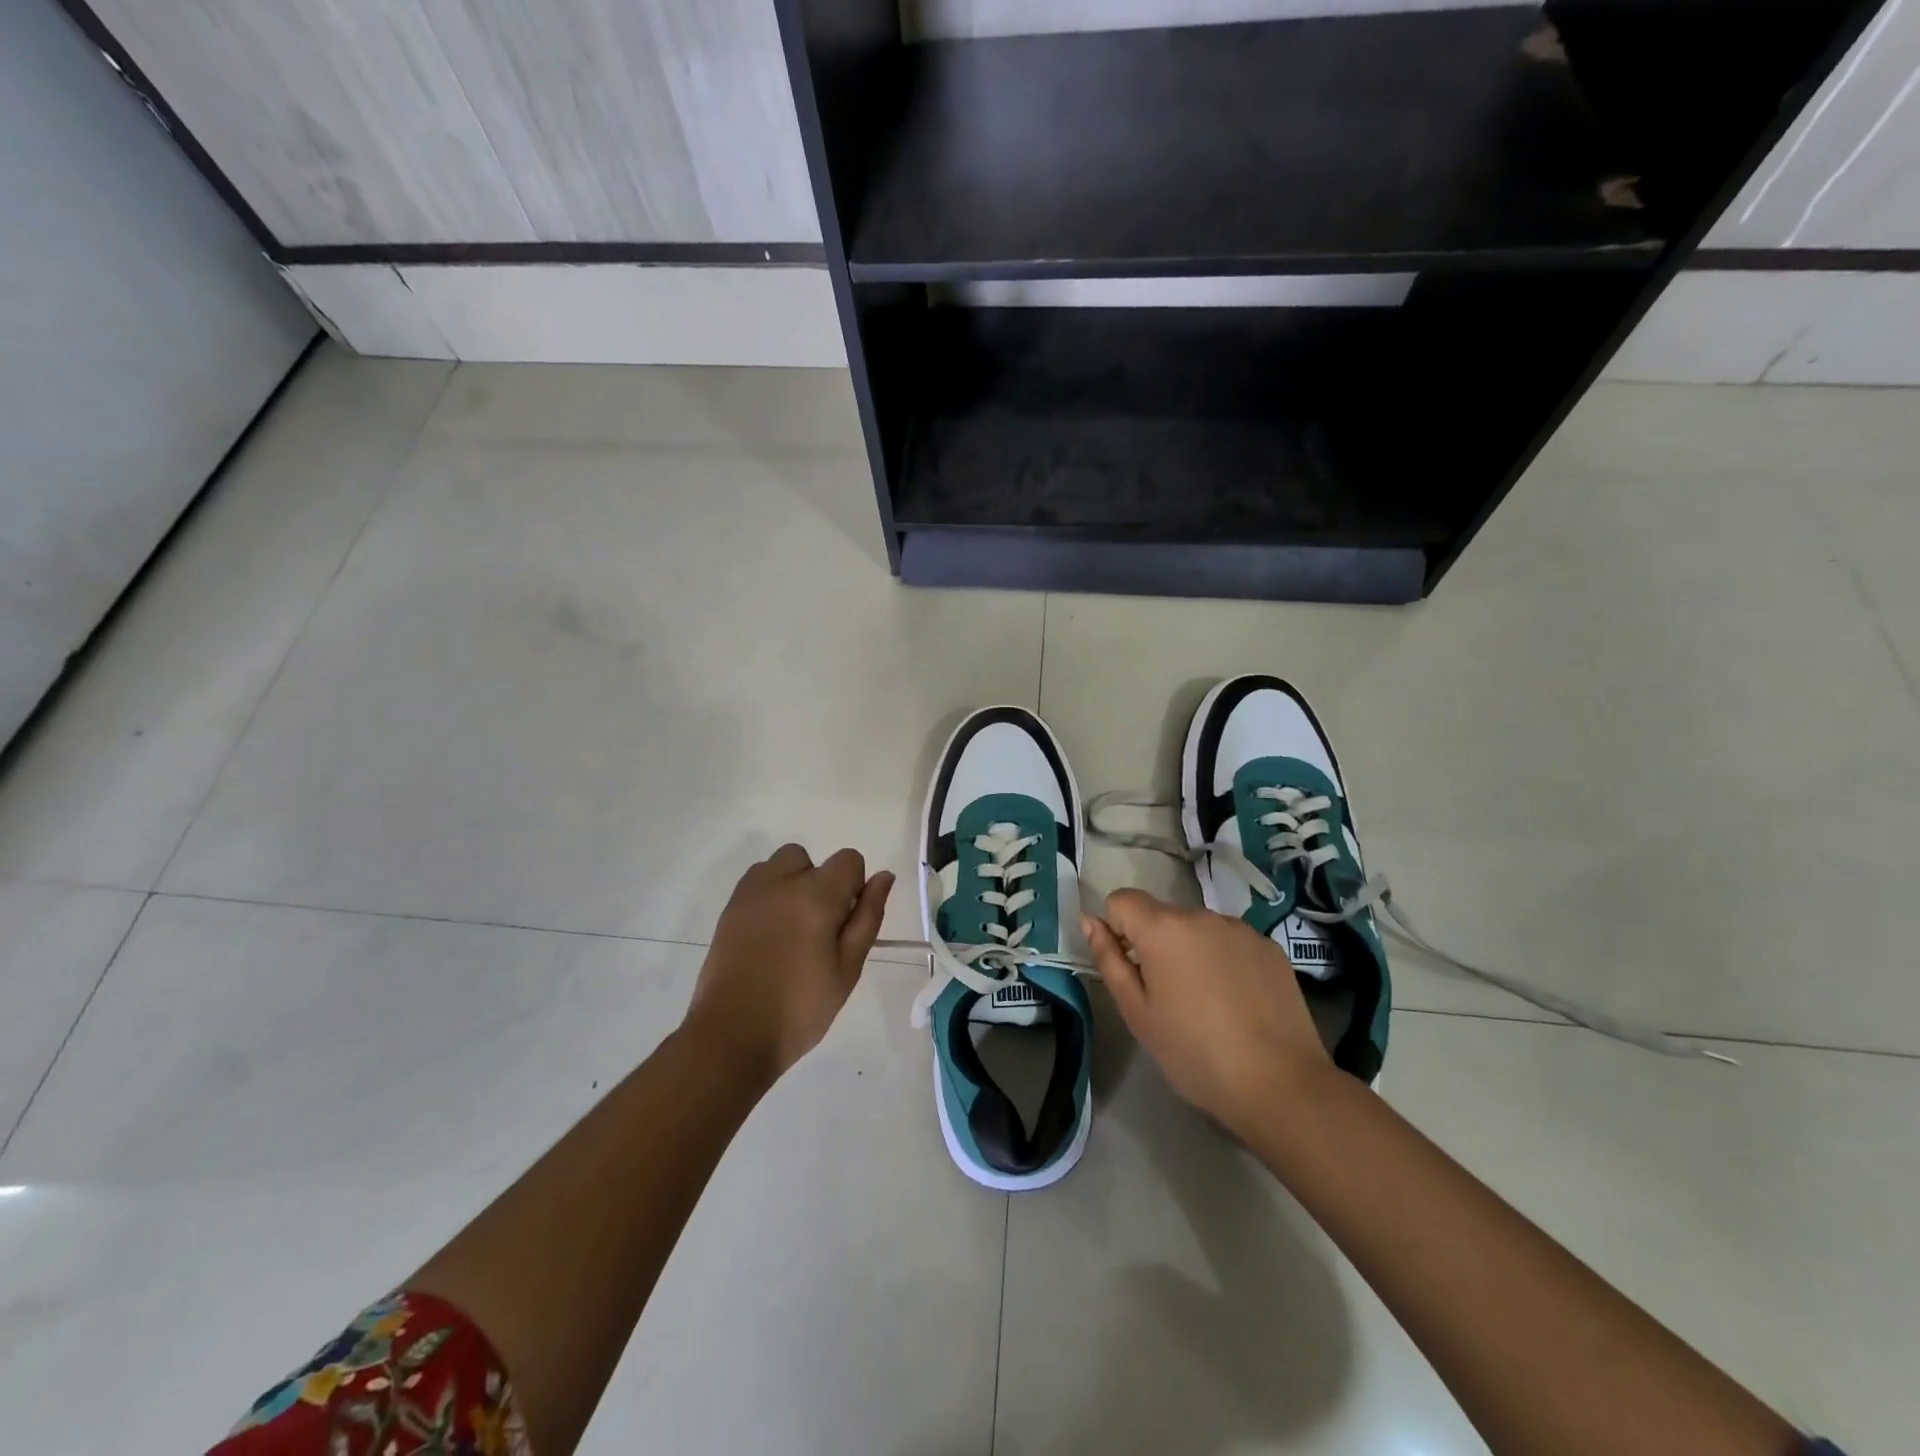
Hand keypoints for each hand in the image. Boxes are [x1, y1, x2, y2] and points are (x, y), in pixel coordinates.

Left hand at [683, 845, 893, 1086]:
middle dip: (820, 883)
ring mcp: (750, 893)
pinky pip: (756, 883)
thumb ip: (868, 916)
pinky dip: (768, 896)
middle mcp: (782, 881)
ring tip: (790, 930)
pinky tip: (767, 936)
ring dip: (791, 884)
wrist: (733, 1034)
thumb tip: (884, 876)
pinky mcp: (729, 908)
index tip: (845, 923)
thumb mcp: (848, 967)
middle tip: (817, 930)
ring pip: (779, 866)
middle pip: (810, 859)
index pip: (848, 860)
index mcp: (817, 895)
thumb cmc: (801, 1007)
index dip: (854, 886)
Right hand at [1084, 888, 1331, 1138]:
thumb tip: (1091, 922)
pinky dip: (1225, 961)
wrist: (1280, 1085)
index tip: (1130, 970)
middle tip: (1167, 997)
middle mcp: (1202, 915)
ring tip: (1207, 1003)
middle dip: (1155, 945)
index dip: (1117, 930)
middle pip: (1162, 916)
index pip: (1122, 900)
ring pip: (1198, 929)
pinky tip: (1238, 1003)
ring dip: (1191, 951)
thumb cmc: (1194, 1054)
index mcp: (1163, 928)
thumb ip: (1109, 960)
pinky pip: (1231, 943)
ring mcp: (1241, 929)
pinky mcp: (1271, 947)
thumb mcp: (1137, 1013)